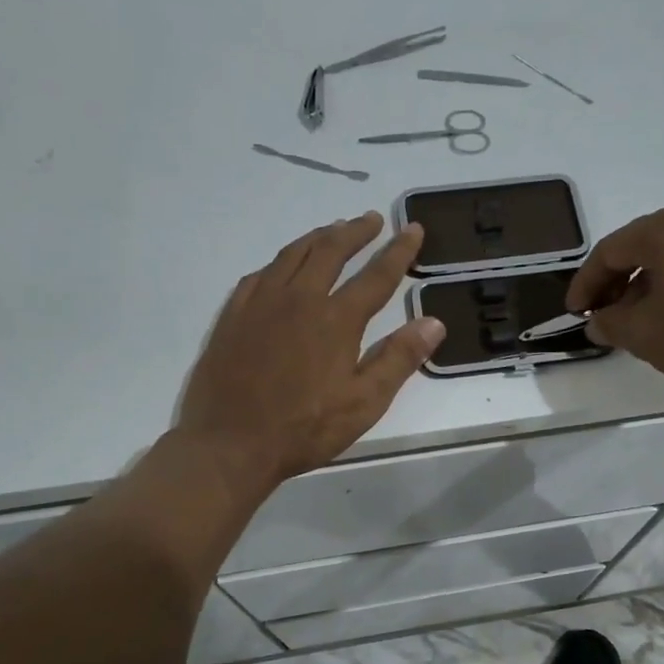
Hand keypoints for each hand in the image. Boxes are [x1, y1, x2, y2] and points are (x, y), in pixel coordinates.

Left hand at [177, 212, 445, 484]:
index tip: (413, 229)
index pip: (376, 275)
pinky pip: (261, 273)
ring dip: (319, 237)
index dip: (399, 251)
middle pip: (331, 250)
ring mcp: (261, 302)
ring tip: (334, 230)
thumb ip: (399, 359)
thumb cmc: (303, 429)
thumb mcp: (363, 403)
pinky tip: (284, 266)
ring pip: (293, 254)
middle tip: (372, 219)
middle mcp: (299, 298)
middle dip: (356, 231)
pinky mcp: (233, 314)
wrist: (229, 444)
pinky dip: (281, 261)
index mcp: (336, 319)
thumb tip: (434, 322)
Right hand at [566, 205, 663, 403]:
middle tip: (601, 315)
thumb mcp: (643, 334)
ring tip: (634, 320)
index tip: (574, 312)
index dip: (585, 283)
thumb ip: (610, 322)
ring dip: (644, 284)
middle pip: (640, 247)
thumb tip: (598, 321)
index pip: (609, 251)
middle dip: (615, 282)